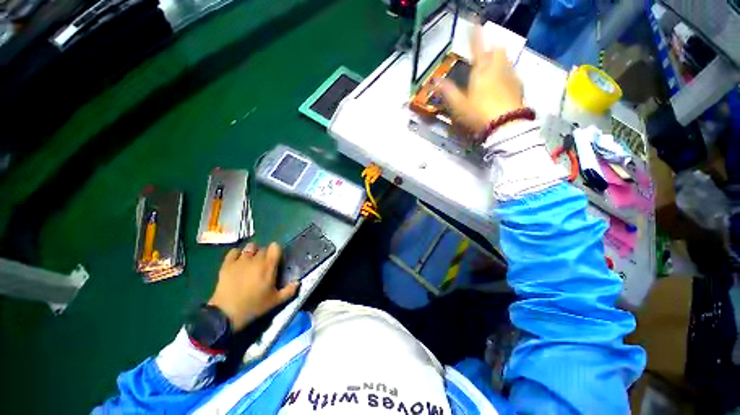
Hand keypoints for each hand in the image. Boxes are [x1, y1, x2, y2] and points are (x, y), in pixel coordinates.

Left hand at [208, 242, 297, 330]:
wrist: (226, 314)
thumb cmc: (254, 307)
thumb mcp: (275, 301)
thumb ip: (289, 290)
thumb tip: (299, 282)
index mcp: (268, 266)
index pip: (275, 247)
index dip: (276, 251)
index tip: (275, 259)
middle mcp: (256, 259)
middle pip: (263, 248)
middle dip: (264, 254)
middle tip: (263, 265)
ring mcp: (240, 261)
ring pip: (249, 247)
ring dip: (252, 252)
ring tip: (251, 261)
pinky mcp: (227, 264)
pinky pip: (234, 251)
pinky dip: (237, 254)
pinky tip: (238, 261)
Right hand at [438, 26, 523, 132]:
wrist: (505, 125)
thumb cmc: (478, 113)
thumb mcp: (458, 106)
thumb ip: (448, 92)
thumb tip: (435, 81)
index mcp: (481, 70)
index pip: (477, 47)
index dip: (475, 36)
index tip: (474, 25)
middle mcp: (498, 68)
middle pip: (497, 50)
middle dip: (491, 49)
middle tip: (485, 56)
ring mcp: (511, 76)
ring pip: (506, 61)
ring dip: (500, 61)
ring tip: (493, 70)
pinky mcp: (519, 87)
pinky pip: (513, 74)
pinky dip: (506, 74)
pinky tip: (503, 85)